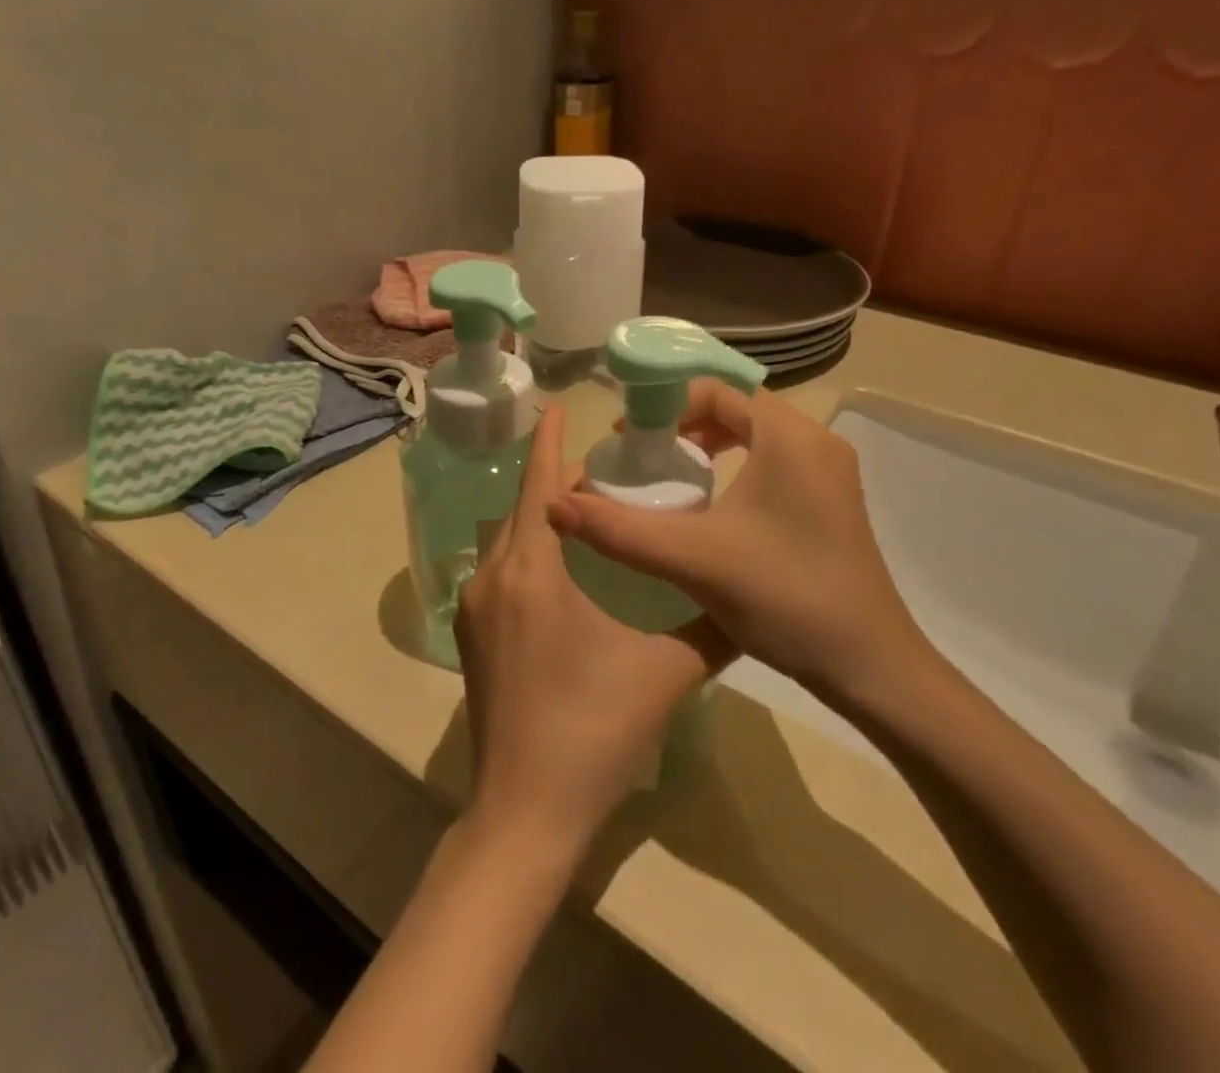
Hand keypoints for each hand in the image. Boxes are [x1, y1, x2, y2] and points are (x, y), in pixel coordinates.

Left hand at [455, 407, 731, 861]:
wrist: (526, 813)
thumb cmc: (594, 731)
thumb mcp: (666, 673)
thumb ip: (711, 627)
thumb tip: (746, 597)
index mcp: (532, 572)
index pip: (538, 486)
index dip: (549, 442)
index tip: (557, 406)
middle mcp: (494, 578)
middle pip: (522, 509)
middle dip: (555, 483)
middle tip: (604, 468)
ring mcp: (476, 609)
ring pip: (509, 540)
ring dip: (541, 519)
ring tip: (588, 513)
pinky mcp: (474, 638)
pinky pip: (501, 571)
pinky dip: (529, 551)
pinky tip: (564, 569)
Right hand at [546, 382, 935, 701]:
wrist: (872, 668)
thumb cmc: (785, 598)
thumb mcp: (693, 560)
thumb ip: (619, 530)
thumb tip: (554, 506)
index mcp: (789, 437)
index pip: (716, 389)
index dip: (665, 405)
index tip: (630, 439)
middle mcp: (815, 442)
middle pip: (737, 407)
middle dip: (684, 424)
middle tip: (644, 456)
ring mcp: (830, 473)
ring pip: (757, 436)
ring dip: (711, 444)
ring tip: (672, 475)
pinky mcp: (833, 502)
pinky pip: (775, 461)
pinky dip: (737, 466)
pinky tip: (713, 507)